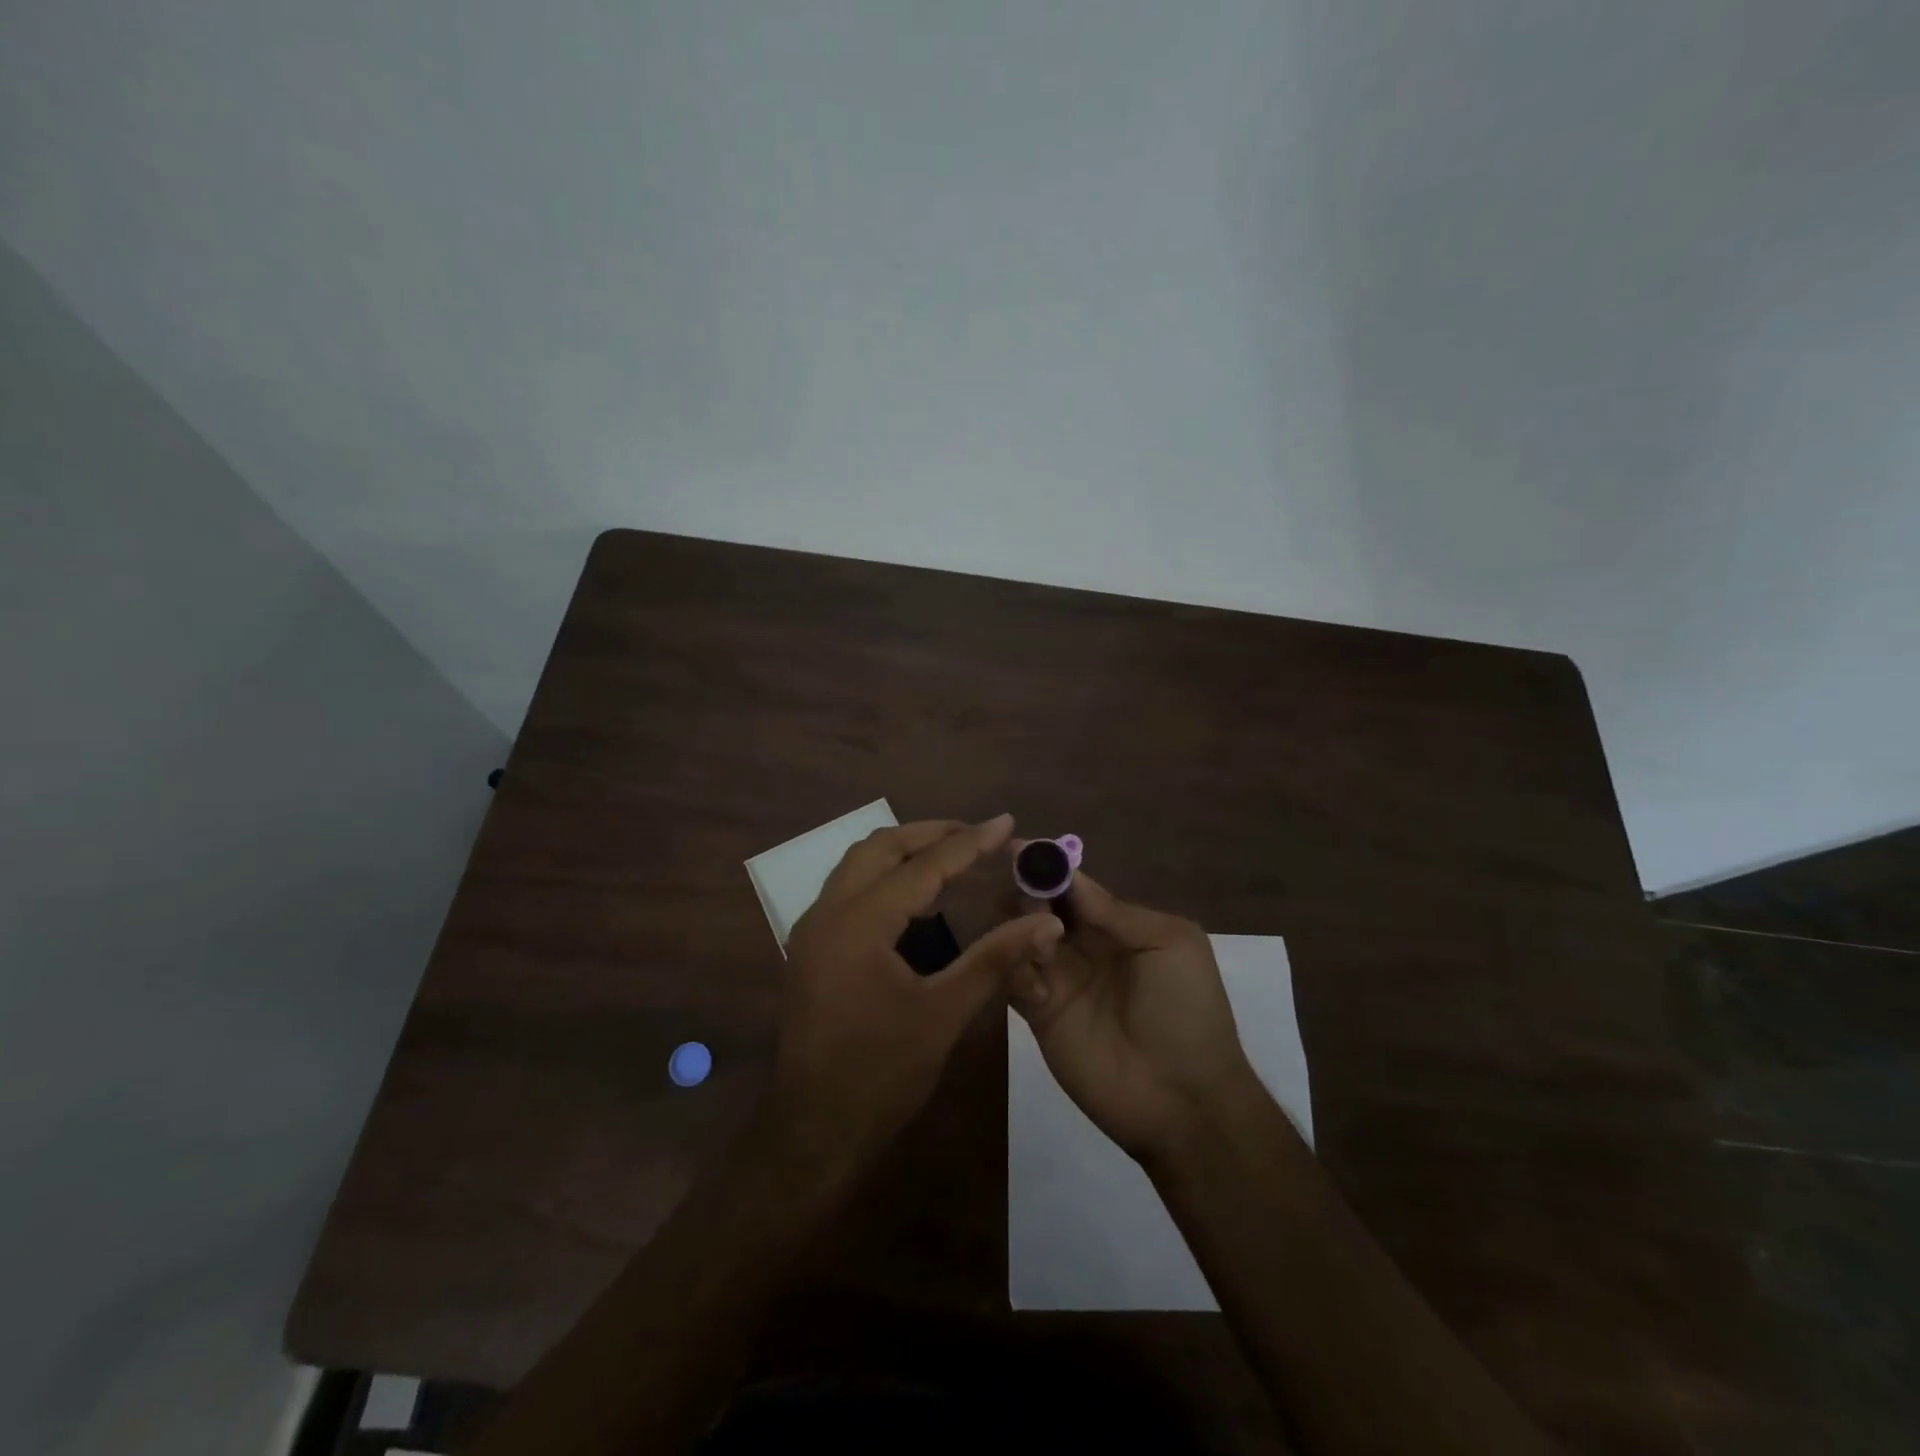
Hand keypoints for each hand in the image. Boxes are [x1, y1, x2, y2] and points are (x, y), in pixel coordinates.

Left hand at [769, 815, 1065, 1181]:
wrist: (811, 1133)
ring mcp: (813, 930)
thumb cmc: (879, 1075)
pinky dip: (885, 878)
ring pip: (858, 865)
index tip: (1006, 821)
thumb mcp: (943, 1014)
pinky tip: (916, 899)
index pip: (922, 866)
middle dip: (930, 834)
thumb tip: (1045, 921)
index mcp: (858, 923)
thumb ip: (994, 959)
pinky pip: (849, 890)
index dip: (968, 843)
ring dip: (904, 851)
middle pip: (880, 847)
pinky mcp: (811, 949)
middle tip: (977, 835)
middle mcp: (827, 913)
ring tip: (952, 856)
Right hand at [1006, 865, 1255, 1165]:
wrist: (1184, 1098)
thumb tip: (1068, 874)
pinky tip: (1027, 964)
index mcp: (1115, 925)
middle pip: (1039, 906)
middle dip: (1027, 892)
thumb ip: (1117, 911)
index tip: (1020, 849)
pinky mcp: (1038, 1013)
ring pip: (1018, 936)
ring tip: (1030, 930)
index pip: (1072, 886)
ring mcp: (1058, 979)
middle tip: (1022, 894)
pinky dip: (1009, 962)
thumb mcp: (1171, 943)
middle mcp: (1081, 946)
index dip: (1049, 867)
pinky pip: (1012, 977)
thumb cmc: (1187, 1010)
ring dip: (1015, 924)